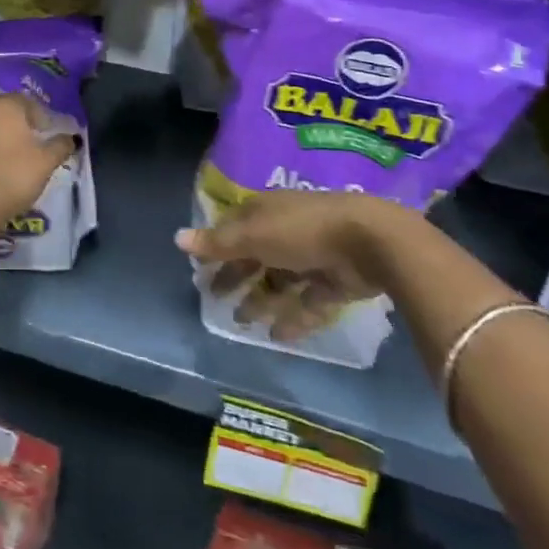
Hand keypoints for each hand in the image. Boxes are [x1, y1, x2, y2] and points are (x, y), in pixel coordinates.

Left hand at [0, 91, 77, 228]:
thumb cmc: (13, 175)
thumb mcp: (46, 162)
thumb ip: (61, 146)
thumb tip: (72, 138)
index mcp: (7, 105)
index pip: (28, 101)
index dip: (42, 115)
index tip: (49, 132)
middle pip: (3, 103)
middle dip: (16, 114)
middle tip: (30, 133)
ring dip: (1, 128)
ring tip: (16, 149)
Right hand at [176, 191, 402, 334]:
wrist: (371, 242)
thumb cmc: (302, 230)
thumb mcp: (253, 235)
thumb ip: (217, 242)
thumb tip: (177, 238)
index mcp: (266, 212)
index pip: (234, 229)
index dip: (216, 249)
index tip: (200, 271)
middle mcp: (288, 231)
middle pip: (255, 256)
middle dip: (235, 277)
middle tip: (215, 300)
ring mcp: (314, 256)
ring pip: (281, 280)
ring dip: (262, 300)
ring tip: (244, 323)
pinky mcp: (337, 281)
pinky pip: (310, 301)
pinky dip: (294, 317)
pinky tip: (279, 336)